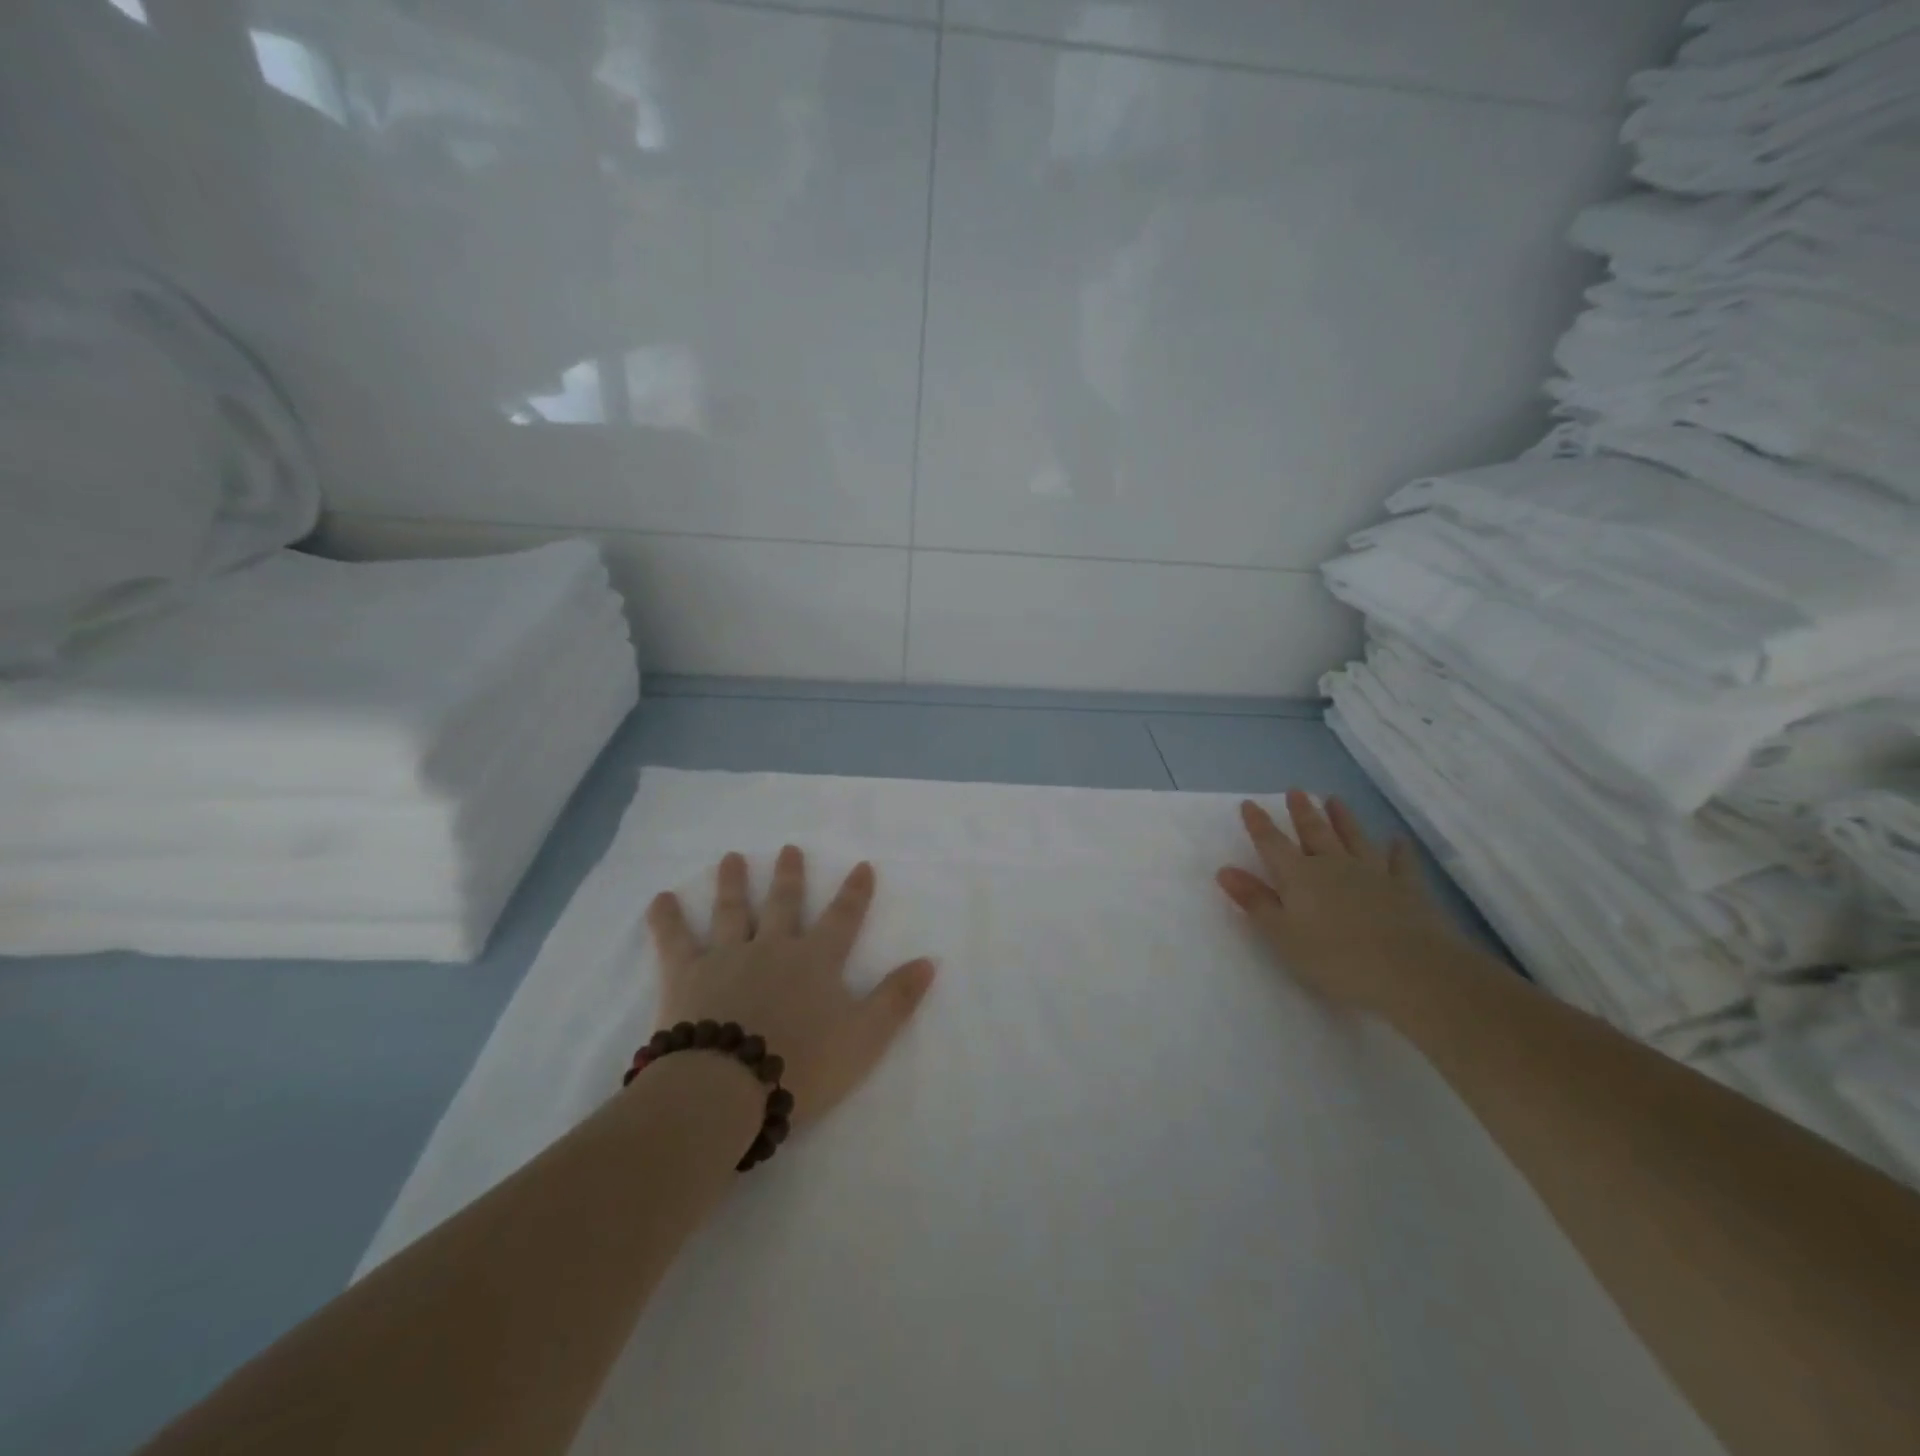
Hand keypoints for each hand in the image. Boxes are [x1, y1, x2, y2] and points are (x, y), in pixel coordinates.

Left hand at [645, 847, 936, 1127]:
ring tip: (732, 857)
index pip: (842, 918)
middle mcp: (773, 947)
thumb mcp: (865, 1038)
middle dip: (790, 875)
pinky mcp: (686, 975)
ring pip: (732, 910)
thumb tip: (929, 961)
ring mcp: (727, 956)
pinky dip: (667, 918)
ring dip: (733, 882)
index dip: (855, 892)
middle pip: (784, 903)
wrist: (727, 1088)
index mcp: (816, 961)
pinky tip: (660, 898)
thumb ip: (897, 999)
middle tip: (789, 848)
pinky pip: (674, 940)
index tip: (862, 865)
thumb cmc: (802, 1066)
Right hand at [1216, 791, 1467, 1014]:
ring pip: (1354, 837)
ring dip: (1343, 819)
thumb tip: (1225, 870)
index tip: (1249, 803)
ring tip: (1334, 800)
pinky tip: (1397, 841)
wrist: (1411, 971)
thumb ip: (1255, 901)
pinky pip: (1400, 862)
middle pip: (1314, 832)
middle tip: (1296, 791)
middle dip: (1302, 811)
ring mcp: (1373, 873)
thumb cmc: (1334, 958)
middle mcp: (1333, 865)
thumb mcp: (1282, 934)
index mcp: (1299, 875)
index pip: (1272, 843)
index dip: (1258, 824)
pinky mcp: (1406, 889)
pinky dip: (1397, 850)